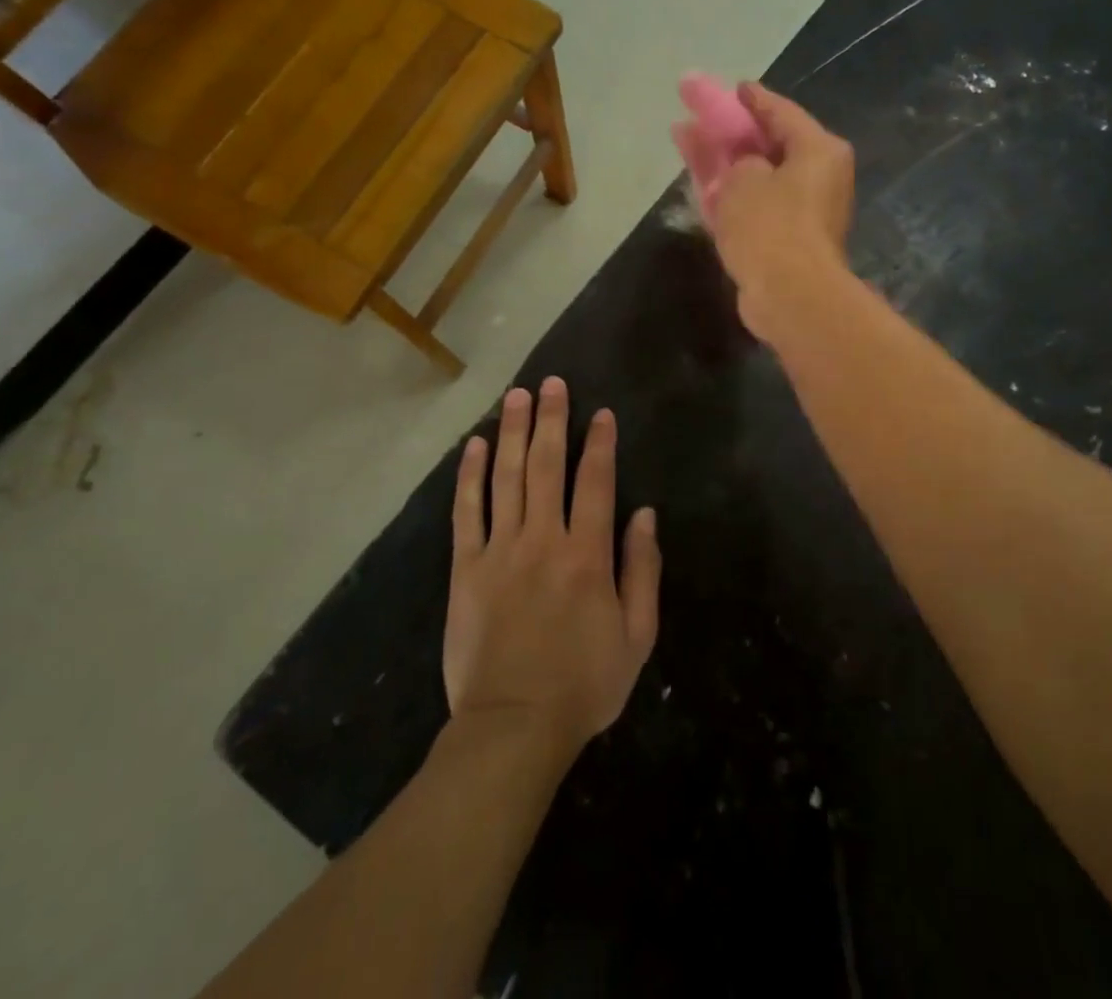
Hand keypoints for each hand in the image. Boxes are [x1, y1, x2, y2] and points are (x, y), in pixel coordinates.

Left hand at [444, 378, 660, 766]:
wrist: (513, 727)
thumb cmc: (584, 684)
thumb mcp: (637, 636)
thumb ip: (642, 570)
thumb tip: (645, 514)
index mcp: (587, 554)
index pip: (596, 482)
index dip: (601, 444)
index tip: (602, 414)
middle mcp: (543, 539)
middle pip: (547, 465)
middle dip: (551, 420)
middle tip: (551, 384)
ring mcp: (500, 550)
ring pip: (507, 477)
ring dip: (513, 432)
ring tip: (516, 396)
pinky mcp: (466, 568)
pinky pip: (467, 511)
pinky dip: (471, 475)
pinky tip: (476, 446)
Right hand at [707, 82, 854, 341]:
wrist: (790, 295)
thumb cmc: (771, 225)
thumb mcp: (743, 178)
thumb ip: (735, 159)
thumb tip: (741, 168)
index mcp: (818, 151)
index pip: (780, 112)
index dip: (750, 99)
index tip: (730, 88)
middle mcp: (817, 176)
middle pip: (765, 143)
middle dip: (727, 129)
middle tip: (696, 110)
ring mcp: (802, 211)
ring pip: (754, 175)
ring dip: (720, 159)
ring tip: (683, 137)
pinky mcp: (785, 240)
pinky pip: (753, 205)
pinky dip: (727, 192)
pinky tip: (698, 180)